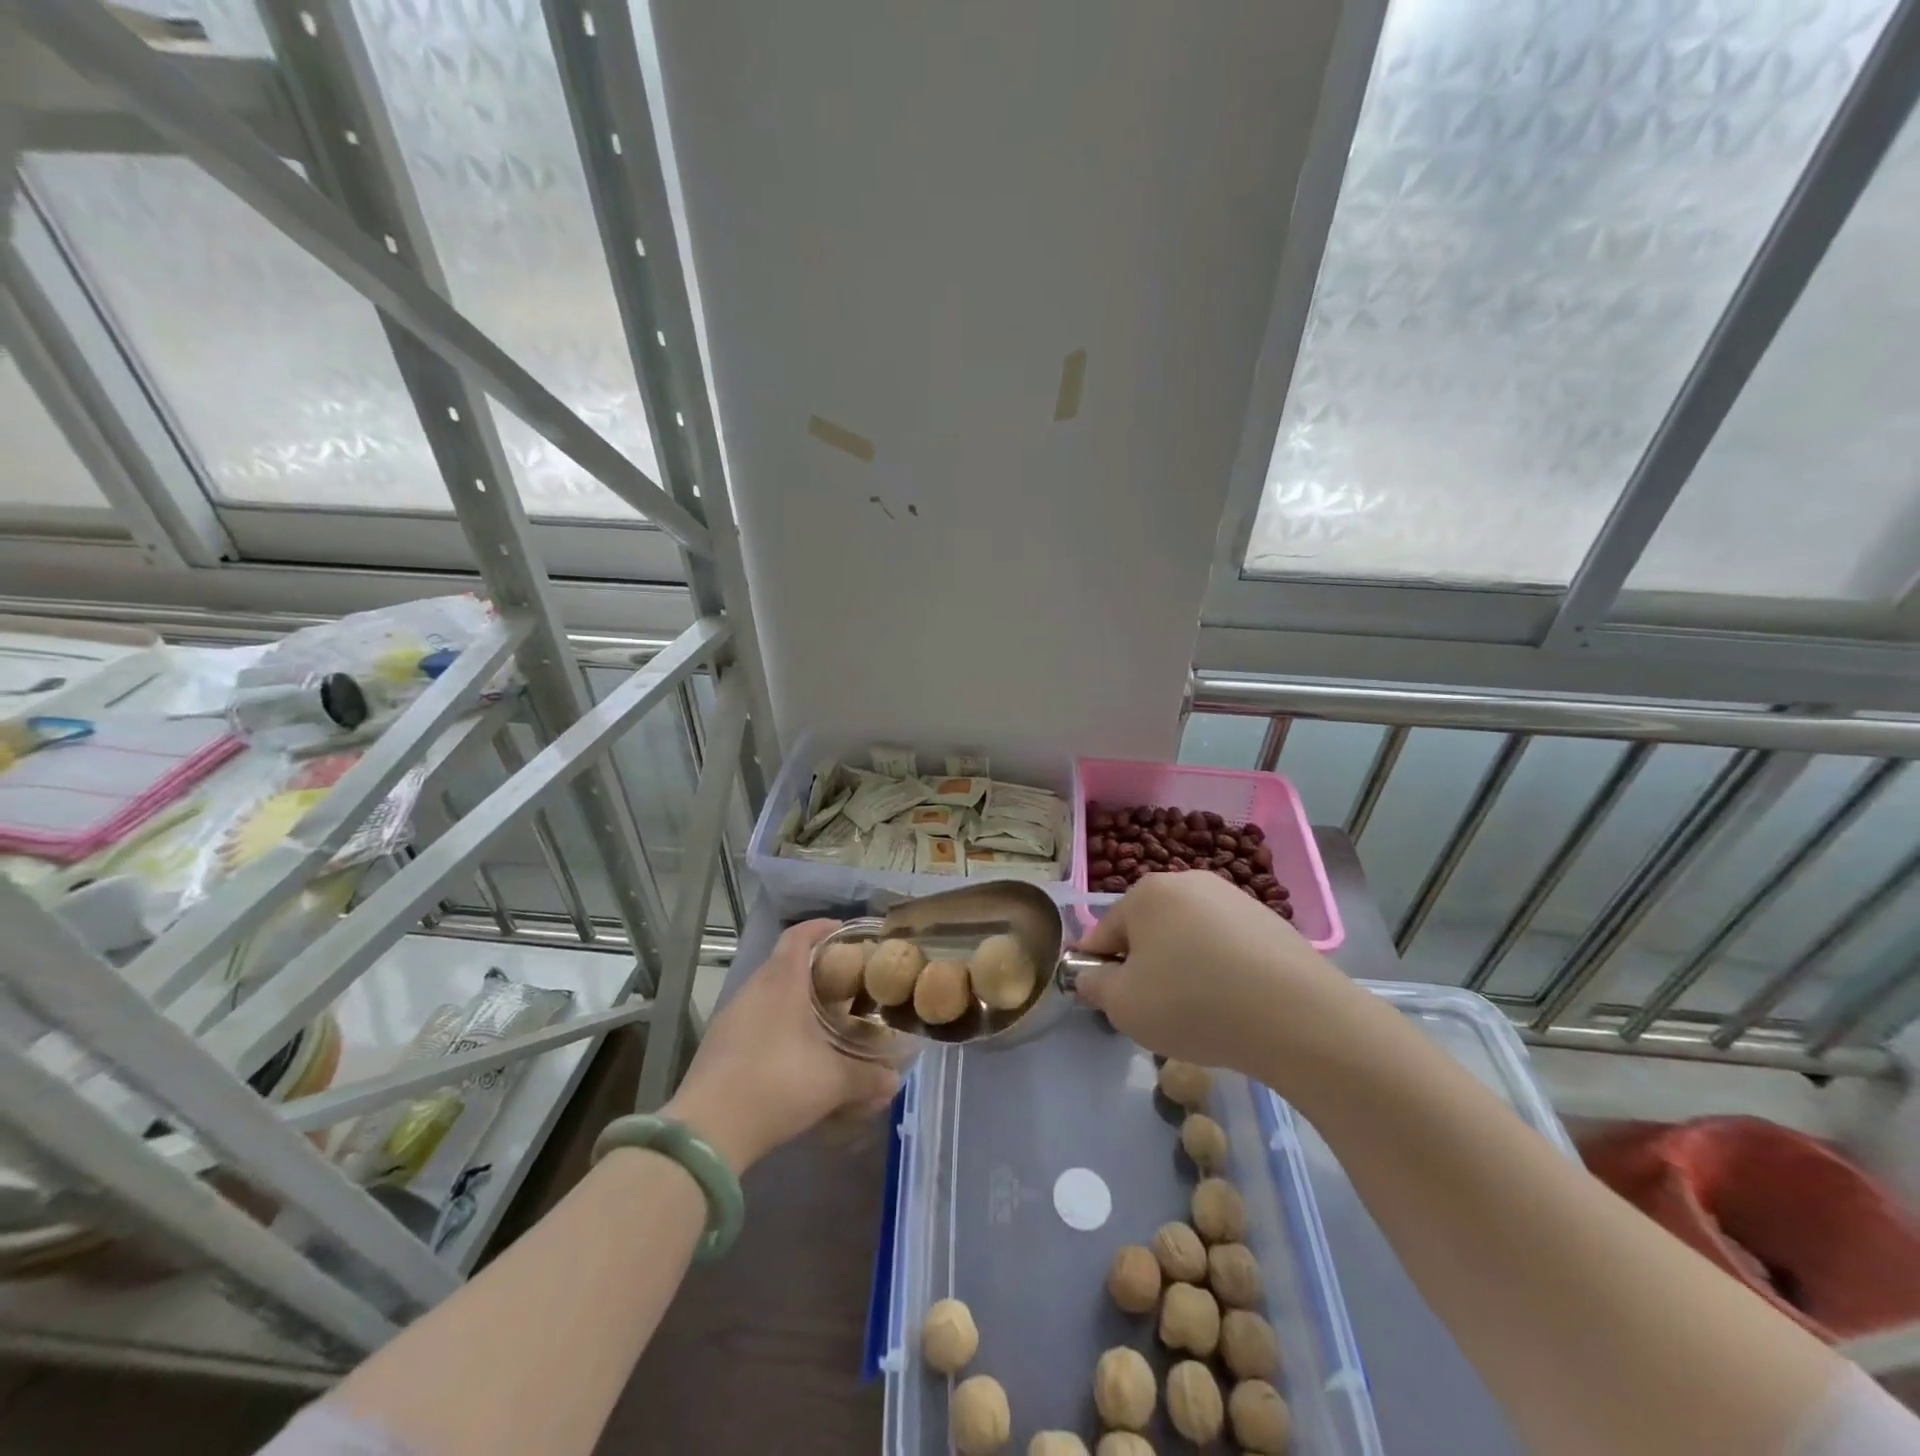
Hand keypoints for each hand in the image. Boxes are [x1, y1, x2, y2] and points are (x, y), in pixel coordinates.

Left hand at [665, 920, 899, 1173]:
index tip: (844, 931)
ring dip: (793, 996)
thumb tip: (895, 1080)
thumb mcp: (833, 1082)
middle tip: (843, 980)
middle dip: (814, 965)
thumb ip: (868, 1077)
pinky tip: (791, 1048)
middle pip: (784, 961)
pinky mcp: (718, 1043)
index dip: (821, 927)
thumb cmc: (777, 1084)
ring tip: (821, 1015)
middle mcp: (753, 989)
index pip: (799, 935)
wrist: (708, 1131)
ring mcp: (731, 1016)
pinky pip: (753, 1017)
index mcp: (781, 982)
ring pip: (767, 991)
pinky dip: (775, 1021)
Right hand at [1072, 872, 1353, 1074]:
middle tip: (1157, 1011)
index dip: (1100, 970)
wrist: (1297, 1017)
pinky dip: (1221, 971)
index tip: (1112, 1003)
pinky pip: (1226, 947)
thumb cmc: (1193, 1004)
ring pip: (1188, 938)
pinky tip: (1236, 1005)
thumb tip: (1092, 976)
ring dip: (1183, 969)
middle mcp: (1188, 882)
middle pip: (1148, 930)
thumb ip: (1095, 985)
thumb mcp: (1124, 1006)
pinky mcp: (1270, 921)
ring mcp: (1233, 897)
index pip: (1104, 932)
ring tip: (1201, 1012)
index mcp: (1146, 892)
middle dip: (1146, 967)